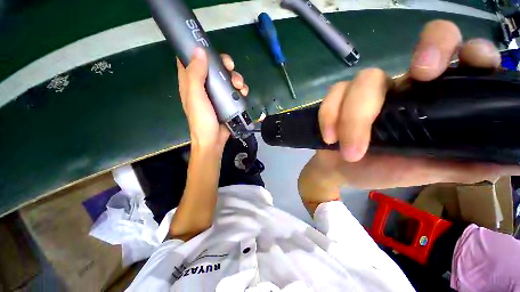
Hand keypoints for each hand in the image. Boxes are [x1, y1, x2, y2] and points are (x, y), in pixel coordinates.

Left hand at [177, 48, 248, 150]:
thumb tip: (199, 51)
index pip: (191, 60)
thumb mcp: (196, 97)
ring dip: (235, 78)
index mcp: (191, 82)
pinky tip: (244, 92)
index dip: (199, 51)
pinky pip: (234, 91)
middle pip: (214, 68)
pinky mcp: (227, 102)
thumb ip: (195, 75)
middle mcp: (203, 86)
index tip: (210, 48)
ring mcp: (216, 94)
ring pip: (226, 78)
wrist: (213, 140)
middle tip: (231, 67)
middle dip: (224, 65)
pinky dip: (240, 89)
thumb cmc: (202, 120)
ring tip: (241, 85)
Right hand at [312, 20, 519, 188]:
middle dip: (426, 49)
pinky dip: (329, 117)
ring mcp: (365, 91)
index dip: (467, 50)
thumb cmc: (381, 171)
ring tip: (350, 151)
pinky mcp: (337, 100)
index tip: (464, 66)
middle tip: (415, 80)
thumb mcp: (427, 171)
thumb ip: (466, 164)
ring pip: (362, 81)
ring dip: (353, 119)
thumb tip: (516, 162)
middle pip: (422, 40)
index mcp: (432, 99)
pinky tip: (330, 138)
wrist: (340, 170)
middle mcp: (402, 86)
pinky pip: (332, 96)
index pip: (460, 56)